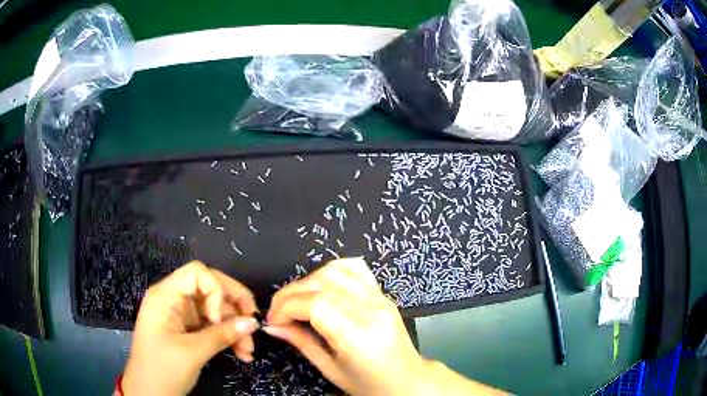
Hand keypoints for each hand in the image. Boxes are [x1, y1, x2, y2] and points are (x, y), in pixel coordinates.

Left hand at [122, 261, 258, 395]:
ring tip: (248, 351)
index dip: (216, 289)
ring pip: (215, 310)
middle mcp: (173, 300)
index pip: (197, 273)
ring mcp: (181, 316)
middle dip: (233, 307)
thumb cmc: (163, 369)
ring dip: (234, 327)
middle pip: (209, 289)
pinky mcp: (187, 331)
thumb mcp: (192, 352)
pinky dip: (227, 337)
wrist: (148, 394)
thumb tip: (253, 322)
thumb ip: (222, 334)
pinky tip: (241, 353)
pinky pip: (212, 326)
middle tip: (253, 325)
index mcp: (165, 296)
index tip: (222, 318)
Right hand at [264, 258, 425, 395]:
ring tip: (297, 302)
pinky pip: (354, 269)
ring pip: (335, 270)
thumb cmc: (369, 383)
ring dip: (307, 281)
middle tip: (278, 313)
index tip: (273, 321)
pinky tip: (321, 287)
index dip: (285, 307)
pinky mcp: (382, 293)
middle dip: (290, 294)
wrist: (406, 380)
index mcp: (357, 334)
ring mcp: (379, 297)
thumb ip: (301, 342)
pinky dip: (331, 272)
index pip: (314, 303)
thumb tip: (272, 325)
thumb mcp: (330, 369)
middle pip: (321, 283)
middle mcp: (370, 309)